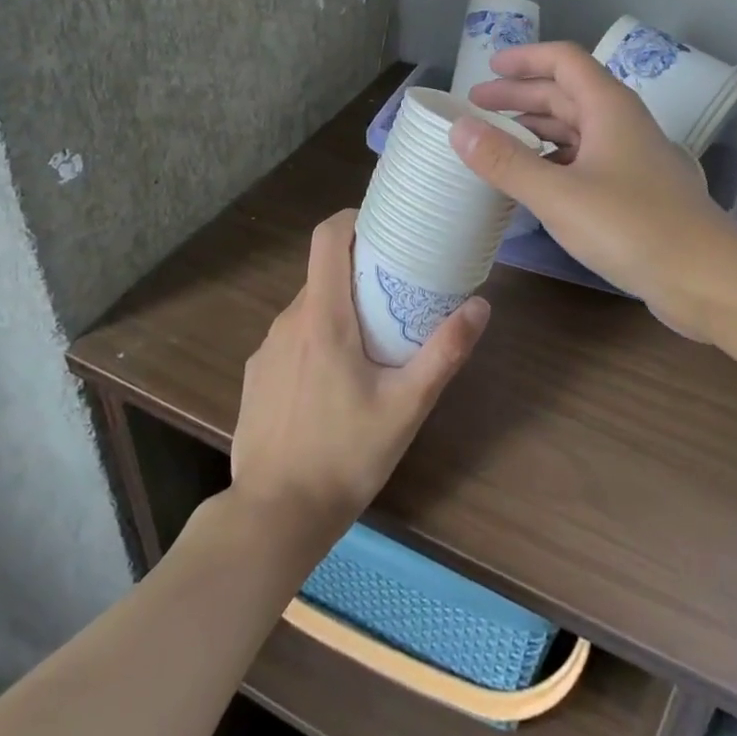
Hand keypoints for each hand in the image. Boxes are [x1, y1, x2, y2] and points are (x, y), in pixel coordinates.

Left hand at [230, 210, 488, 548]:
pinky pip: (292, 338)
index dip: (353, 219)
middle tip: (397, 290)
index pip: (327, 237)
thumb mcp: (407, 406)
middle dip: (358, 270)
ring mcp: (267, 349)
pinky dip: (316, 339)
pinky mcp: (256, 375)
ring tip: (373, 339)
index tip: (384, 226)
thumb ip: (444, 352)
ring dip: (339, 308)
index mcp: (322, 317)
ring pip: (308, 307)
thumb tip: (480, 305)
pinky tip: (335, 382)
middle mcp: (288, 321)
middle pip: (323, 272)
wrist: (273, 516)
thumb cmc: (345, 456)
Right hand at [454, 43, 736, 337]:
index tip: (487, 67)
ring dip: (536, 130)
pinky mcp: (636, 191)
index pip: (564, 61)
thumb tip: (458, 127)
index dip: (524, 59)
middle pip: (566, 94)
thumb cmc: (632, 226)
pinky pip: (586, 160)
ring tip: (497, 142)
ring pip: (577, 129)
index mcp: (609, 107)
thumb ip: (505, 161)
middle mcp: (622, 124)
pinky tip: (535, 182)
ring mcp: (632, 158)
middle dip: (520, 97)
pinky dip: (554, 161)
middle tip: (477, 108)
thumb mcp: (558, 194)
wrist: (708, 278)